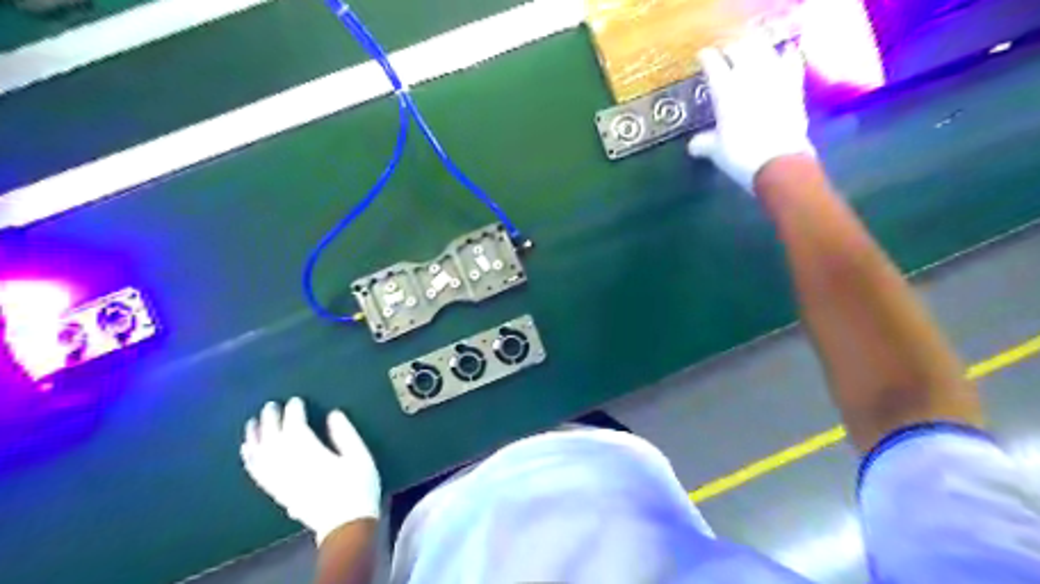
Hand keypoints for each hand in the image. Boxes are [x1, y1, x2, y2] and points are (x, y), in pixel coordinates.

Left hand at [238, 396, 377, 542]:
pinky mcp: (277, 492)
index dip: (294, 411)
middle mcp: (289, 465)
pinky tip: (247, 450)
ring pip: (260, 454)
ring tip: (252, 422)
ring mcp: (280, 480)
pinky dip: (250, 459)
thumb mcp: (360, 456)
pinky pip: (257, 472)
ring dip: (255, 436)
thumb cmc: (357, 487)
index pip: (295, 427)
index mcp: (311, 454)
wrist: (345, 525)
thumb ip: (345, 434)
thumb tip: (333, 414)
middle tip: (271, 405)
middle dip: (271, 419)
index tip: (296, 400)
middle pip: (273, 437)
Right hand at [690, 32, 816, 190]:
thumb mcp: (716, 151)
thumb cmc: (740, 155)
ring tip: (750, 50)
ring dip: (755, 46)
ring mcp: (774, 77)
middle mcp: (749, 76)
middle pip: (739, 48)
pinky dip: (786, 55)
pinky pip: (791, 60)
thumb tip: (693, 145)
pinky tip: (783, 53)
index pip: (713, 63)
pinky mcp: (794, 85)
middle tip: (725, 53)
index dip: (706, 57)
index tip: (702, 57)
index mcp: (725, 90)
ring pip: (764, 49)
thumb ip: (703, 143)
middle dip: (730, 48)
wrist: (778, 161)